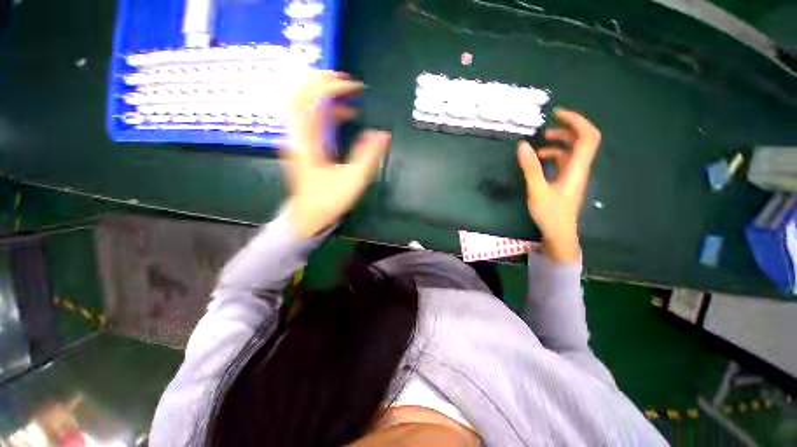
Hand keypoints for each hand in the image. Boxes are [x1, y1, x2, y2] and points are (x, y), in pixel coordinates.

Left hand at [283, 71, 390, 237]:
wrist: (309, 217)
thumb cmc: (329, 200)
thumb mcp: (353, 179)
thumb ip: (368, 156)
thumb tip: (383, 135)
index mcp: (306, 142)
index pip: (310, 100)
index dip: (330, 88)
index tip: (353, 87)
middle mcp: (298, 137)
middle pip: (301, 96)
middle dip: (323, 83)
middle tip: (347, 81)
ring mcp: (299, 141)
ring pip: (306, 106)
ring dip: (326, 96)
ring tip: (350, 96)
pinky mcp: (305, 146)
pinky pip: (313, 120)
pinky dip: (328, 112)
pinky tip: (345, 116)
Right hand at [517, 108, 600, 262]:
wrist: (559, 234)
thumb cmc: (550, 214)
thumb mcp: (537, 190)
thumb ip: (530, 167)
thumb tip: (522, 145)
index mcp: (576, 168)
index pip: (587, 137)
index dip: (576, 121)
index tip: (557, 114)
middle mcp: (579, 169)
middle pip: (582, 141)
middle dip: (566, 130)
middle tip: (546, 129)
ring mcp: (573, 175)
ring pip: (572, 151)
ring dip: (559, 143)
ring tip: (540, 142)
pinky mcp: (566, 182)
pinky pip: (564, 162)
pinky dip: (554, 155)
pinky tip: (540, 159)